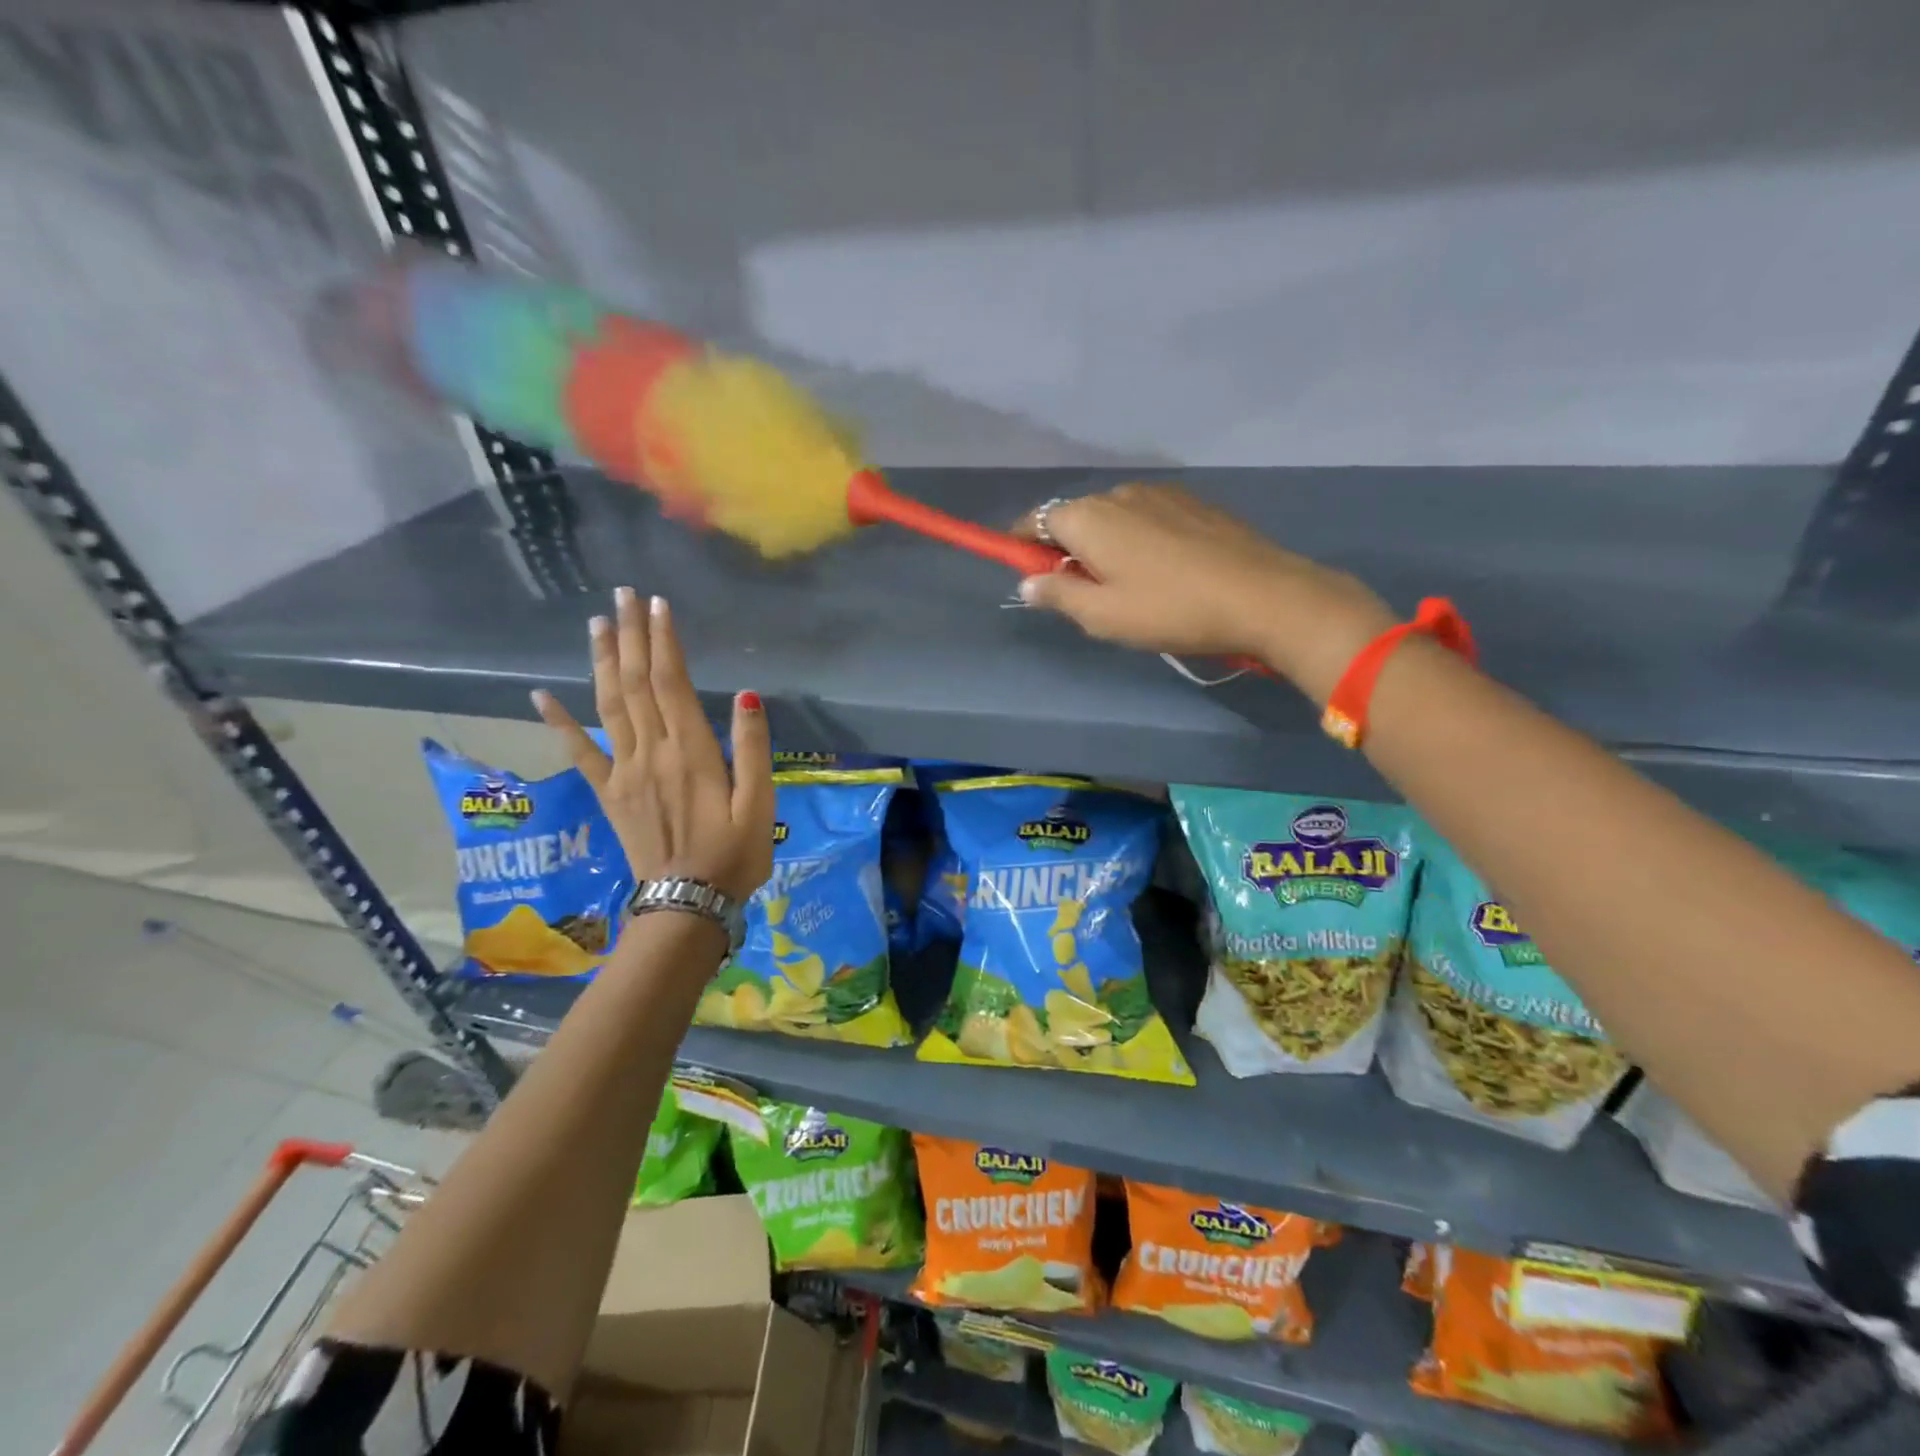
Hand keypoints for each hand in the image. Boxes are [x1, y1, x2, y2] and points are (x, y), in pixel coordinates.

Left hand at [532, 588, 774, 903]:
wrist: (687, 904)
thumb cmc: (734, 855)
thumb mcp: (761, 805)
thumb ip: (753, 749)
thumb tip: (745, 696)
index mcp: (691, 752)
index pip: (672, 683)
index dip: (663, 642)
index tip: (657, 604)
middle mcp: (651, 752)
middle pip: (635, 684)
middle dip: (630, 636)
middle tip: (622, 595)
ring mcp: (624, 772)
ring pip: (608, 706)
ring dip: (602, 662)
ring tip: (597, 624)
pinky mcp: (609, 794)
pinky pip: (578, 753)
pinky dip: (558, 722)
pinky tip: (542, 694)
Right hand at [1013, 484, 1395, 703]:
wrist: (1262, 595)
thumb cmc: (1169, 609)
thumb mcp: (1102, 616)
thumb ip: (1057, 596)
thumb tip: (1027, 583)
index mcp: (1088, 517)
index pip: (1035, 520)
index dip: (1022, 546)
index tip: (1027, 574)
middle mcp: (1118, 493)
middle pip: (1074, 517)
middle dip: (1066, 549)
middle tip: (1080, 593)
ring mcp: (1159, 493)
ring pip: (1112, 517)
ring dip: (1104, 544)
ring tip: (1125, 586)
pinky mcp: (1192, 502)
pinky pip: (1146, 517)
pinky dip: (1137, 539)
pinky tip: (1160, 571)